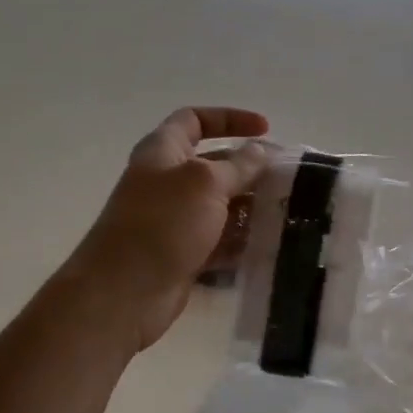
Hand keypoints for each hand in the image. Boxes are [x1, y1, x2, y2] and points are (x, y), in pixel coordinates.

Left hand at [58, 107, 270, 351]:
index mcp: (163, 152)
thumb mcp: (205, 183)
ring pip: (222, 205)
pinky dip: (242, 240)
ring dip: (251, 207)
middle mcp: (167, 182)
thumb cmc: (162, 224)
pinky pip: (220, 240)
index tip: (265, 130)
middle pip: (215, 165)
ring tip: (287, 212)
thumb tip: (259, 152)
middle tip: (289, 179)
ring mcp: (175, 220)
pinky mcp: (184, 253)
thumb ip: (238, 165)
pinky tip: (270, 244)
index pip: (195, 120)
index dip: (230, 118)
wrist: (123, 293)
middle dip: (251, 169)